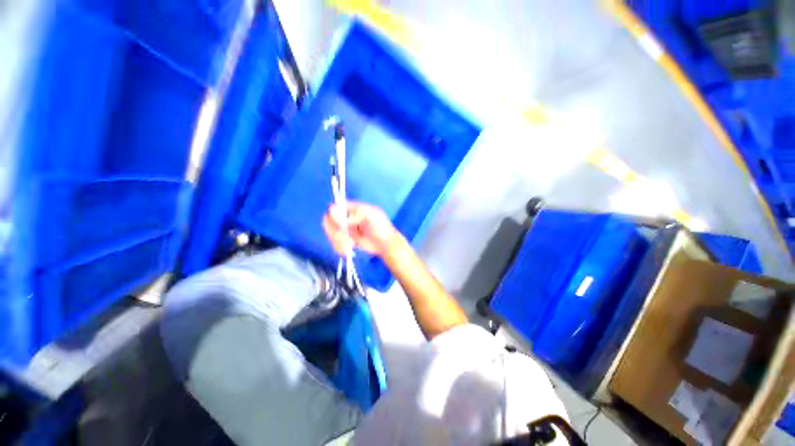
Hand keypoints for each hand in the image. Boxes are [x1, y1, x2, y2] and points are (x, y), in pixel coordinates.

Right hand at [323, 202, 401, 257]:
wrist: (386, 245)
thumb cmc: (381, 227)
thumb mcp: (371, 216)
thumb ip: (354, 213)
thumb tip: (332, 210)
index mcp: (353, 208)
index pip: (335, 208)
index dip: (335, 217)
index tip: (343, 226)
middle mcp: (346, 217)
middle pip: (328, 221)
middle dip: (335, 232)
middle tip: (346, 239)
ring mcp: (345, 229)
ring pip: (331, 233)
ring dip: (338, 241)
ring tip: (350, 245)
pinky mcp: (345, 240)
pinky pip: (334, 242)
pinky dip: (339, 247)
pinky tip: (348, 250)